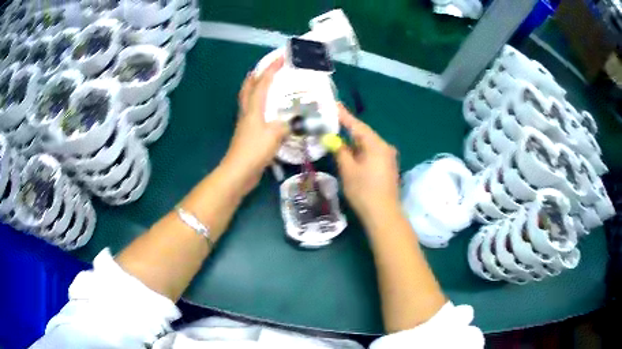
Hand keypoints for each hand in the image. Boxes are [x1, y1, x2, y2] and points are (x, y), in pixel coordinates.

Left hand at [222, 56, 287, 193]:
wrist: (239, 172)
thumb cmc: (255, 150)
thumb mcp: (275, 134)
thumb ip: (287, 124)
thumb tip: (296, 120)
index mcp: (253, 108)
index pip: (262, 83)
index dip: (271, 69)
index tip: (281, 57)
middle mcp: (247, 112)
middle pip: (248, 88)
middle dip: (257, 75)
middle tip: (267, 67)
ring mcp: (246, 123)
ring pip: (250, 100)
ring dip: (257, 88)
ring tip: (268, 84)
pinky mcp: (248, 134)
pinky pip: (255, 113)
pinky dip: (261, 105)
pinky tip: (271, 110)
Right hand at [334, 104, 399, 222]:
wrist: (383, 214)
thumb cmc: (364, 191)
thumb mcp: (348, 170)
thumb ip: (340, 151)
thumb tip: (334, 140)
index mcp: (376, 145)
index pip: (357, 126)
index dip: (344, 115)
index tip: (334, 105)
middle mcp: (385, 147)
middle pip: (363, 134)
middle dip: (347, 129)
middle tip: (332, 121)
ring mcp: (388, 158)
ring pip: (367, 144)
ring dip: (353, 142)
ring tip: (337, 137)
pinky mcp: (387, 167)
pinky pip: (371, 153)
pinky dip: (359, 151)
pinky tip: (349, 153)